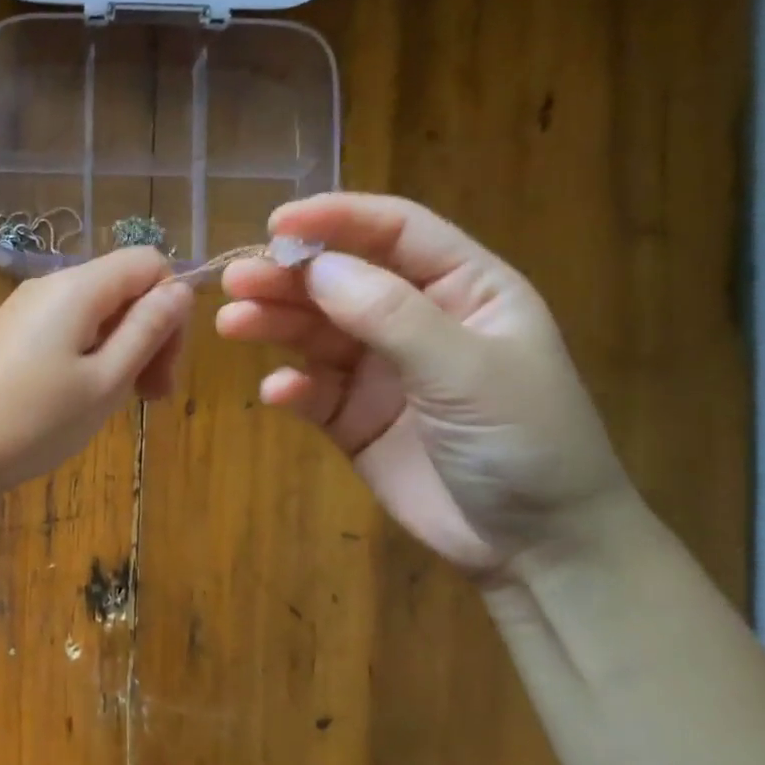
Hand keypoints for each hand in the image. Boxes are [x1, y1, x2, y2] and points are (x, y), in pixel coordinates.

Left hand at [0, 247, 192, 497]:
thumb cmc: (33, 421)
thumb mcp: (105, 382)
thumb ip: (147, 331)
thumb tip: (180, 289)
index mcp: (78, 287)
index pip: (149, 263)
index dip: (171, 308)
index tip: (165, 366)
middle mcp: (49, 285)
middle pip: (122, 288)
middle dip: (148, 336)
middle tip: (151, 398)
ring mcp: (25, 311)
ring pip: (96, 314)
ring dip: (120, 353)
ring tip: (114, 405)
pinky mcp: (10, 336)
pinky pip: (66, 332)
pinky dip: (88, 359)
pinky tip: (79, 400)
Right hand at [216, 193, 631, 577]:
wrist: (532, 544)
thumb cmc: (524, 441)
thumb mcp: (465, 370)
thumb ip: (391, 316)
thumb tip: (316, 269)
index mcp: (465, 289)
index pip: (396, 233)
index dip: (337, 220)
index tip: (277, 225)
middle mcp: (417, 321)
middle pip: (342, 282)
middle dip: (290, 278)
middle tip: (236, 281)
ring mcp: (381, 372)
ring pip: (316, 334)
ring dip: (275, 325)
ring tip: (231, 324)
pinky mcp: (354, 419)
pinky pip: (312, 392)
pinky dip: (291, 389)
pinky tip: (278, 394)